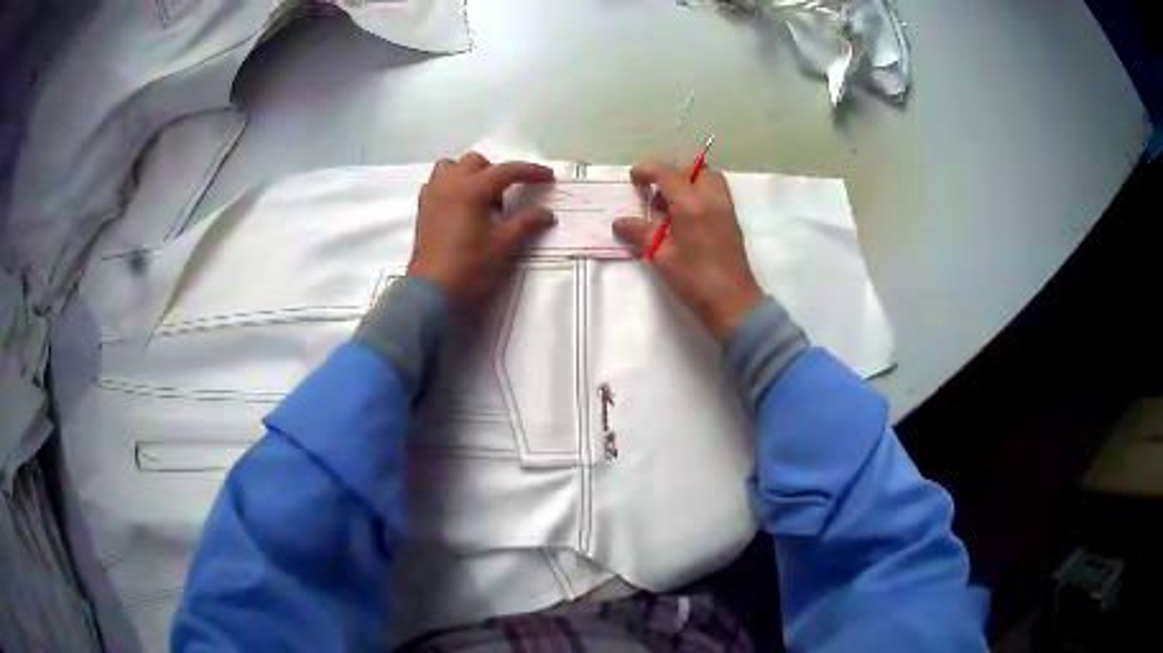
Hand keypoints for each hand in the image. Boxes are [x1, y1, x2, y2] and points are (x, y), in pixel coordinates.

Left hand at [408, 152, 554, 306]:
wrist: (432, 291)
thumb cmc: (469, 265)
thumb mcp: (504, 244)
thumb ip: (526, 223)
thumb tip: (546, 214)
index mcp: (472, 188)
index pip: (507, 171)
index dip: (530, 172)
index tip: (547, 177)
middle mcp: (450, 183)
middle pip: (477, 162)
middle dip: (495, 174)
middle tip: (503, 203)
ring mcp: (433, 193)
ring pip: (451, 167)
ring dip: (469, 175)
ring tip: (478, 201)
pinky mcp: (423, 207)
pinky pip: (437, 183)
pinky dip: (451, 186)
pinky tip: (460, 208)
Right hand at [613, 160, 763, 341]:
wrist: (732, 303)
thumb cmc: (695, 280)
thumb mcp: (661, 257)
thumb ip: (641, 234)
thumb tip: (620, 223)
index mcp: (693, 205)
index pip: (669, 173)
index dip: (649, 170)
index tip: (634, 177)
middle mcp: (713, 200)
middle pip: (696, 170)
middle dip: (674, 173)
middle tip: (656, 191)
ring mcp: (726, 211)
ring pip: (709, 181)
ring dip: (689, 183)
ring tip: (668, 206)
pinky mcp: (731, 224)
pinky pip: (715, 196)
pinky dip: (698, 197)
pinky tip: (684, 220)